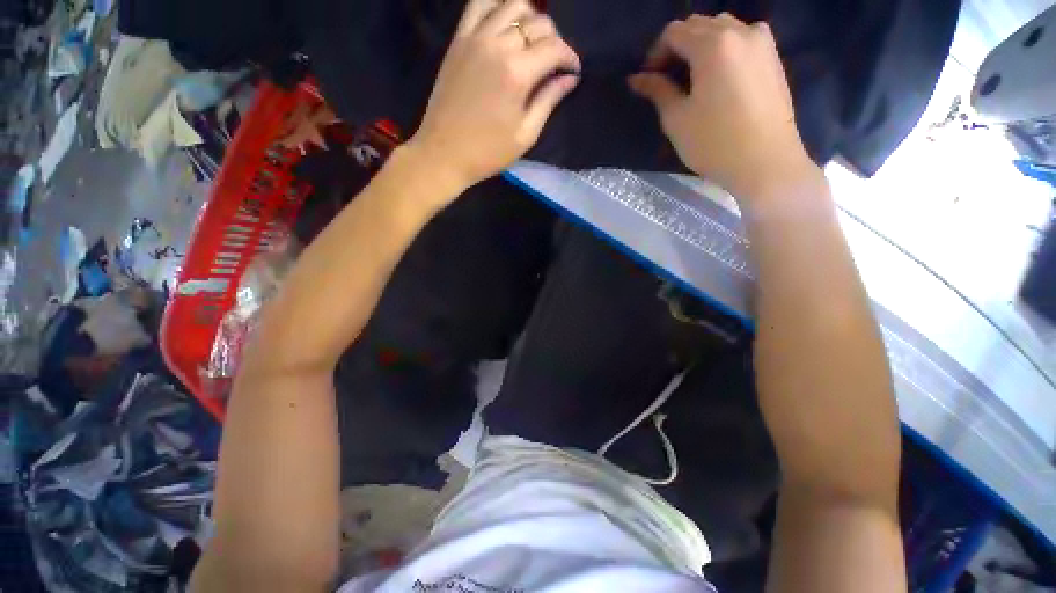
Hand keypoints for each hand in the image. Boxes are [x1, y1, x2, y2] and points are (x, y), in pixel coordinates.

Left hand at [409, 0, 580, 189]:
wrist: (444, 153)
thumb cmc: (488, 152)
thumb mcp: (526, 135)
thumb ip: (548, 101)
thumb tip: (569, 78)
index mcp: (517, 74)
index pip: (554, 48)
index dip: (570, 57)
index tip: (573, 71)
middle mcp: (497, 45)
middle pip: (537, 22)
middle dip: (554, 39)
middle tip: (554, 62)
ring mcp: (475, 38)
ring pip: (511, 4)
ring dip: (530, 17)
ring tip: (532, 40)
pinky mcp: (458, 40)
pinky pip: (479, 4)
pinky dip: (498, 5)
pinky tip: (506, 22)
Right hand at [629, 14, 819, 203]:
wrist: (764, 161)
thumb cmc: (714, 143)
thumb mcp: (677, 119)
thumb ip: (657, 91)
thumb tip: (636, 78)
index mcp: (712, 46)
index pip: (675, 32)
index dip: (656, 52)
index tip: (649, 77)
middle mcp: (740, 32)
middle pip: (700, 24)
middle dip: (678, 46)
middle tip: (667, 76)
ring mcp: (761, 42)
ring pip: (723, 27)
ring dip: (702, 43)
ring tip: (692, 75)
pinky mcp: (773, 56)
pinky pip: (743, 38)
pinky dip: (724, 47)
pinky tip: (719, 74)